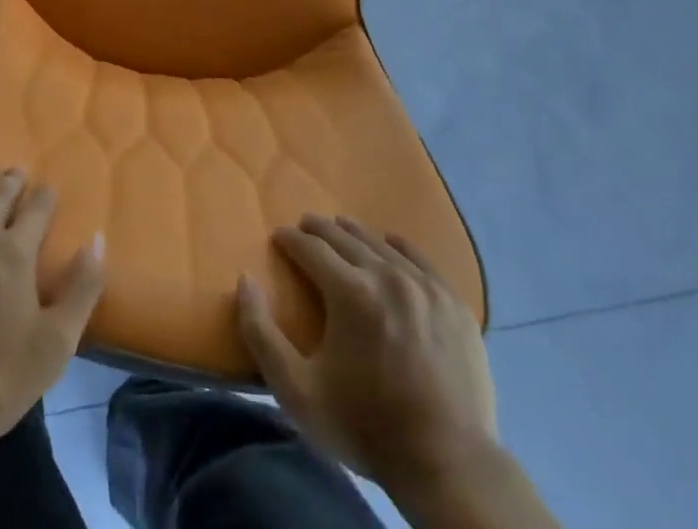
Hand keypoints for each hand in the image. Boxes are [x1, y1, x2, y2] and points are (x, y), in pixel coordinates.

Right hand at [237, 215, 496, 496]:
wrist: (449, 468)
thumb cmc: (366, 427)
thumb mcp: (297, 391)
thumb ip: (260, 333)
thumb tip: (244, 280)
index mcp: (350, 291)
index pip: (310, 247)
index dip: (290, 239)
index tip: (279, 238)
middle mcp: (387, 276)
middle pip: (344, 237)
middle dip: (319, 230)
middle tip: (304, 229)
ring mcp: (425, 287)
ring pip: (380, 244)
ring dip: (354, 235)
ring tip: (340, 233)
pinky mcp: (453, 304)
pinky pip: (420, 258)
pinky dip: (398, 247)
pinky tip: (389, 246)